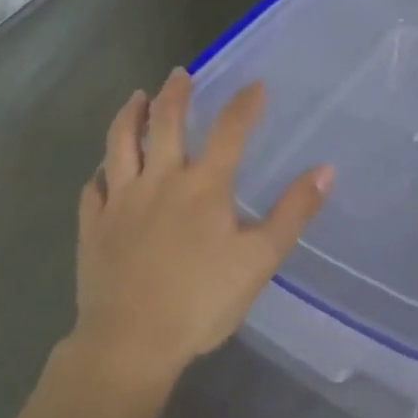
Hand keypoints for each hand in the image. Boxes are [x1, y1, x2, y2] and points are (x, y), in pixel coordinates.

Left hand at [71, 69, 332, 392]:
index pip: (229, 131)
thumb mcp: (260, 260)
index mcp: (203, 186)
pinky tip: (103, 171)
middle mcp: (159, 181)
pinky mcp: (93, 227)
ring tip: (136, 98)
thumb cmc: (201, 302)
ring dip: (130, 117)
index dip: (244, 104)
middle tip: (179, 73)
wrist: (129, 344)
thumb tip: (325, 170)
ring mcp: (120, 201)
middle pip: (165, 123)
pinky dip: (100, 173)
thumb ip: (293, 212)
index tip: (255, 84)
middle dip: (174, 94)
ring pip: (120, 144)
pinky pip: (92, 189)